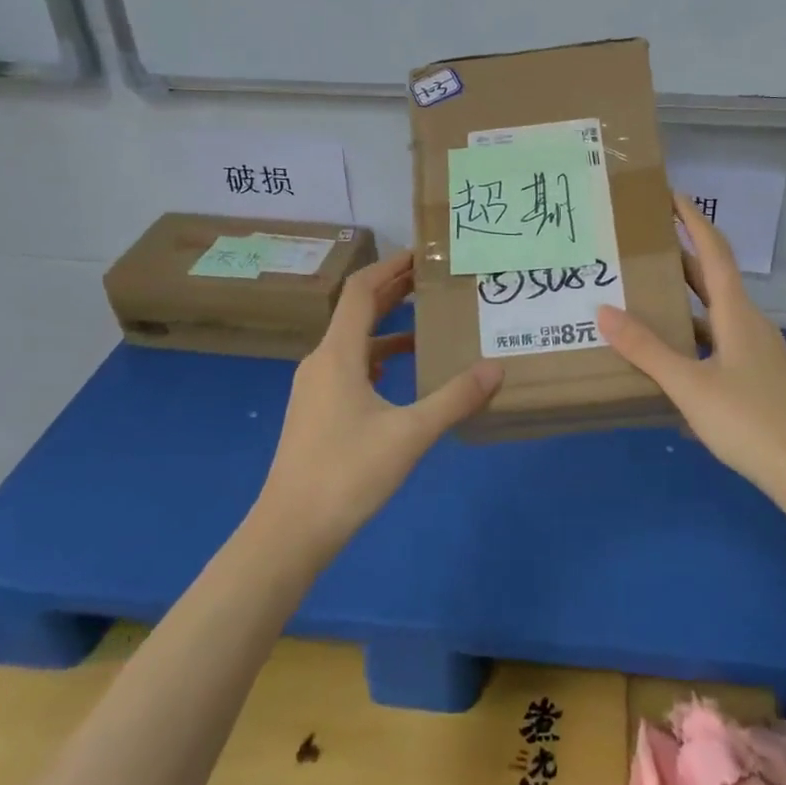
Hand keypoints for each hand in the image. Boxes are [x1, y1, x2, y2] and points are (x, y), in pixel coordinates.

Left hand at [257, 251, 503, 550]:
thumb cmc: (348, 473)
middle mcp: (321, 361)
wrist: (291, 530)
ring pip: (354, 341)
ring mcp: (315, 387)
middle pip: (357, 311)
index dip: (390, 267)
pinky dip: (377, 356)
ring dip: (387, 325)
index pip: (360, 291)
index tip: (422, 254)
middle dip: (393, 291)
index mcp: (338, 354)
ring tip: (426, 321)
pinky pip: (350, 366)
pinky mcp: (317, 410)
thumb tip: (495, 368)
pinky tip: (400, 371)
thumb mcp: (410, 434)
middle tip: (433, 278)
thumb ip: (454, 399)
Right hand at [597, 195, 785, 496]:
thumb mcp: (690, 386)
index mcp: (737, 315)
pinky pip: (719, 345)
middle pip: (714, 281)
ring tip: (645, 299)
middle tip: (643, 246)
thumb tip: (604, 311)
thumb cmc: (749, 421)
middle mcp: (750, 325)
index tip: (671, 196)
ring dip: (684, 303)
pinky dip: (693, 340)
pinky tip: (670, 362)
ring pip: (715, 316)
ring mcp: (757, 353)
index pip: (715, 252)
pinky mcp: (758, 379)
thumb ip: (647, 350)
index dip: (694, 221)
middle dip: (682, 259)